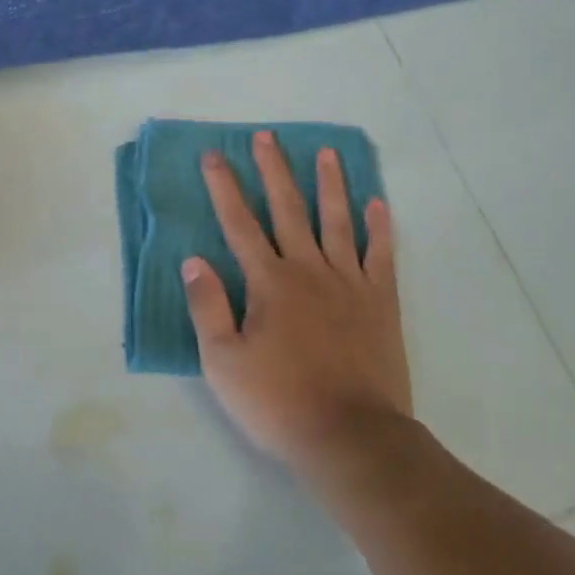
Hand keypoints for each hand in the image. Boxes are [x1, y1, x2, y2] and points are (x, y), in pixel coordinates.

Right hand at [182, 131, 410, 475]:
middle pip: (288, 209)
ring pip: (337, 221)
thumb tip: (193, 260)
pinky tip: (378, 203)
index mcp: (269, 283)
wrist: (351, 437)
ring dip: (329, 184)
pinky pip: (381, 255)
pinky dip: (380, 227)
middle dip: (274, 171)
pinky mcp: (380, 302)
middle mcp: (308, 270)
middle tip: (266, 137)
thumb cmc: (279, 402)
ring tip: (326, 152)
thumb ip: (208, 307)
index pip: (239, 224)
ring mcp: (349, 283)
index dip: (224, 188)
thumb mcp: (224, 363)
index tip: (214, 156)